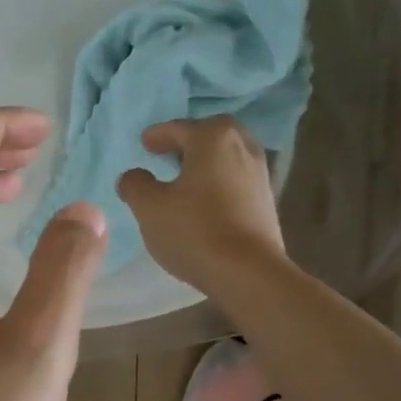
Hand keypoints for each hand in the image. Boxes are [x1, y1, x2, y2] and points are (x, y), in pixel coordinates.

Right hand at [116, 116, 285, 294]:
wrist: (248, 272)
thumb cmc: (194, 231)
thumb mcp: (149, 208)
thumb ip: (135, 185)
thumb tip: (133, 176)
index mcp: (212, 138)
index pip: (179, 128)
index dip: (158, 135)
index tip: (144, 143)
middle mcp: (242, 147)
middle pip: (212, 134)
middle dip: (190, 140)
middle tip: (169, 153)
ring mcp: (260, 173)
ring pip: (228, 156)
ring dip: (207, 161)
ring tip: (186, 177)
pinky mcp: (267, 200)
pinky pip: (238, 178)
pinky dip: (220, 180)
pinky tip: (206, 199)